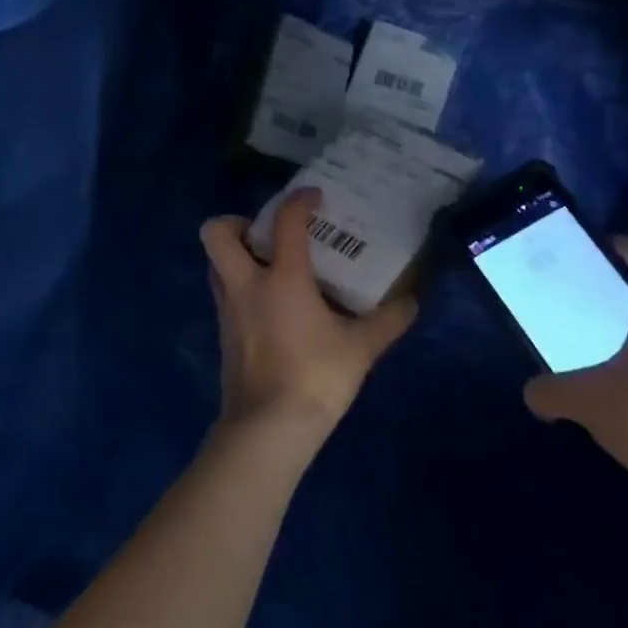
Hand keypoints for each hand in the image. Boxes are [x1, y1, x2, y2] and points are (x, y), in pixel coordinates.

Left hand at [200, 189, 418, 440]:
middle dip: (236, 223)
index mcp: (282, 278)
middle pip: (217, 234)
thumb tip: (412, 302)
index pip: (284, 221)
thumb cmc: (315, 377)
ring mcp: (228, 311)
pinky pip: (224, 296)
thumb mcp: (360, 348)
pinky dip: (240, 289)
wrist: (267, 430)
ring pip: (215, 266)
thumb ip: (388, 321)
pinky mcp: (223, 336)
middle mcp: (246, 285)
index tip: (314, 197)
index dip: (298, 201)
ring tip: (269, 267)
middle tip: (266, 233)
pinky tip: (270, 308)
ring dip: (235, 257)